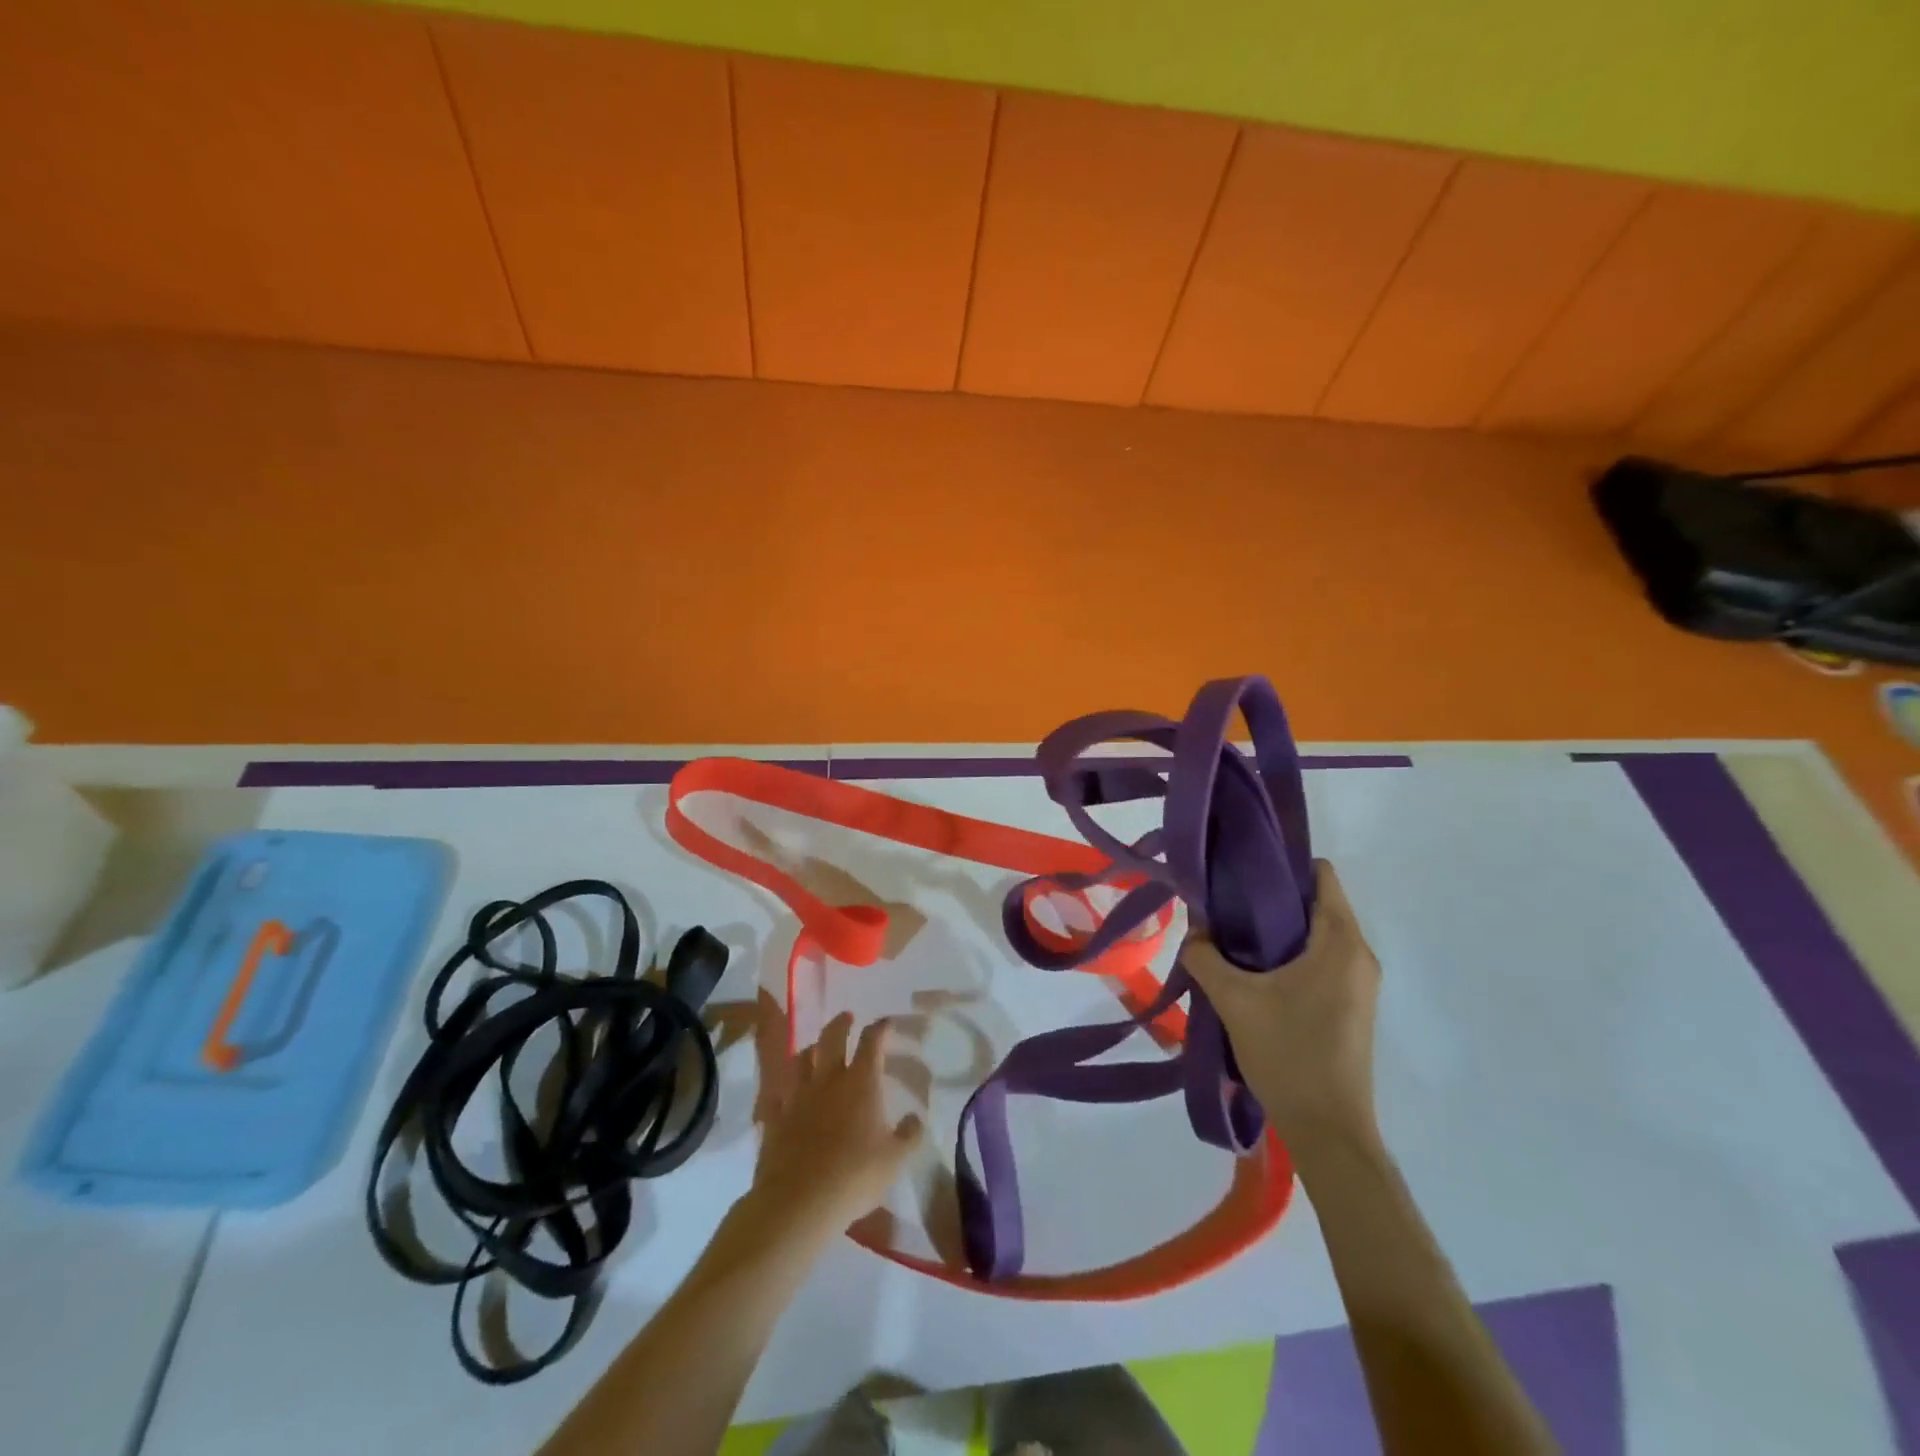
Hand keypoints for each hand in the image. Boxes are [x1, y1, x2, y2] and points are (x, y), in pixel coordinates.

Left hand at [749, 1013, 924, 1235]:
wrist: (799, 1201)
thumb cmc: (854, 1176)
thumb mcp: (895, 1160)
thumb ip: (909, 1135)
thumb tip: (916, 1117)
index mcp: (861, 1082)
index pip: (872, 1042)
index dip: (880, 1029)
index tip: (886, 1023)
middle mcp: (829, 1079)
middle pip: (832, 1037)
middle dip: (841, 1023)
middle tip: (847, 1017)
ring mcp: (798, 1096)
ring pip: (801, 1059)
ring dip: (811, 1049)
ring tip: (815, 1049)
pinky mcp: (775, 1117)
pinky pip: (778, 1094)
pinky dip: (784, 1089)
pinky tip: (786, 1092)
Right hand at [1182, 861, 1380, 1148]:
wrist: (1329, 1131)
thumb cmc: (1288, 1054)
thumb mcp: (1234, 1000)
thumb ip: (1205, 956)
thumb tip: (1194, 931)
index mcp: (1340, 943)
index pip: (1322, 876)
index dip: (1282, 865)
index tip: (1241, 872)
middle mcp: (1359, 955)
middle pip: (1318, 903)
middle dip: (1273, 898)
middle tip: (1227, 906)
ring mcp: (1359, 983)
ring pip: (1318, 934)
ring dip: (1279, 931)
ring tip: (1234, 938)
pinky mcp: (1352, 1006)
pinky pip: (1322, 960)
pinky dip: (1291, 955)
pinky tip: (1256, 973)